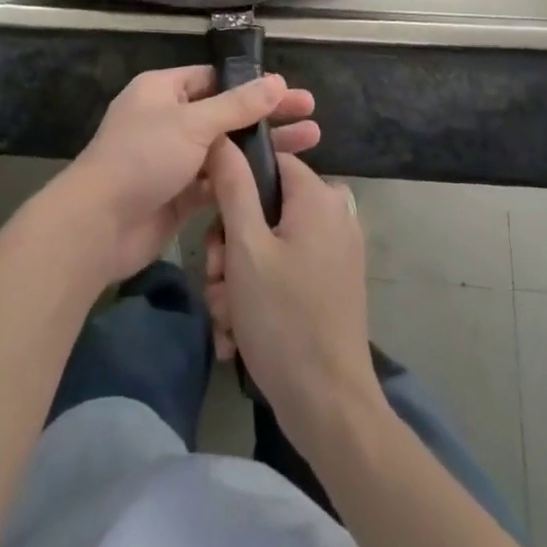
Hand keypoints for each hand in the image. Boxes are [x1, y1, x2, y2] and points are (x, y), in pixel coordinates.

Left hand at [54, 65, 319, 284]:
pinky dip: (244, 179)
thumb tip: (277, 81)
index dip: (251, 83)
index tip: (288, 89)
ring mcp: (174, 158)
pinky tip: (279, 180)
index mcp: (163, 90)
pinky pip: (218, 180)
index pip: (213, 78)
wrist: (100, 225)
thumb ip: (237, 106)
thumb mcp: (192, 124)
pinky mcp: (180, 194)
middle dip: (267, 115)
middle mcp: (169, 119)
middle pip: (225, 112)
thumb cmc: (143, 158)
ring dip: (262, 147)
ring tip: (311, 143)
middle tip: (312, 114)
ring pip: (226, 148)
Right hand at [205, 144, 382, 453]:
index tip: (211, 223)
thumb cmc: (284, 319)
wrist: (330, 409)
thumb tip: (222, 137)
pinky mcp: (331, 283)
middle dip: (230, 245)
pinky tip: (238, 330)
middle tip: (217, 280)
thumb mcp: (246, 247)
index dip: (233, 185)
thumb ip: (232, 185)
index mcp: (319, 196)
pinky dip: (259, 293)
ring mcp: (335, 251)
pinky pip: (284, 269)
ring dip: (237, 276)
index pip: (268, 160)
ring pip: (268, 242)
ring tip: (226, 315)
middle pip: (264, 206)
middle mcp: (333, 214)